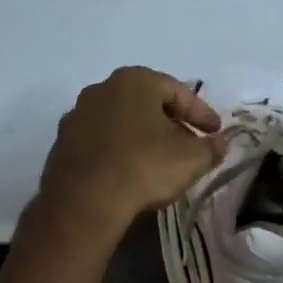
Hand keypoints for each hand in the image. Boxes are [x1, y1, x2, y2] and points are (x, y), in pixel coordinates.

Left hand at [36, 67, 224, 238]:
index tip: (215, 132)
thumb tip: (221, 143)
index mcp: (134, 81)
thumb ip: (211, 148)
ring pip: (121, 122)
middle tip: (189, 144)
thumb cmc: (143, 167)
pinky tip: (129, 173)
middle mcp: (101, 89)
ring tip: (160, 161)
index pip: (178, 91)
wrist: (83, 201)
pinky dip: (118, 151)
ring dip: (142, 137)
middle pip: (146, 103)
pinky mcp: (62, 144)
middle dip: (170, 123)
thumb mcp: (191, 159)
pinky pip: (100, 142)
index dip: (201, 113)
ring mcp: (77, 116)